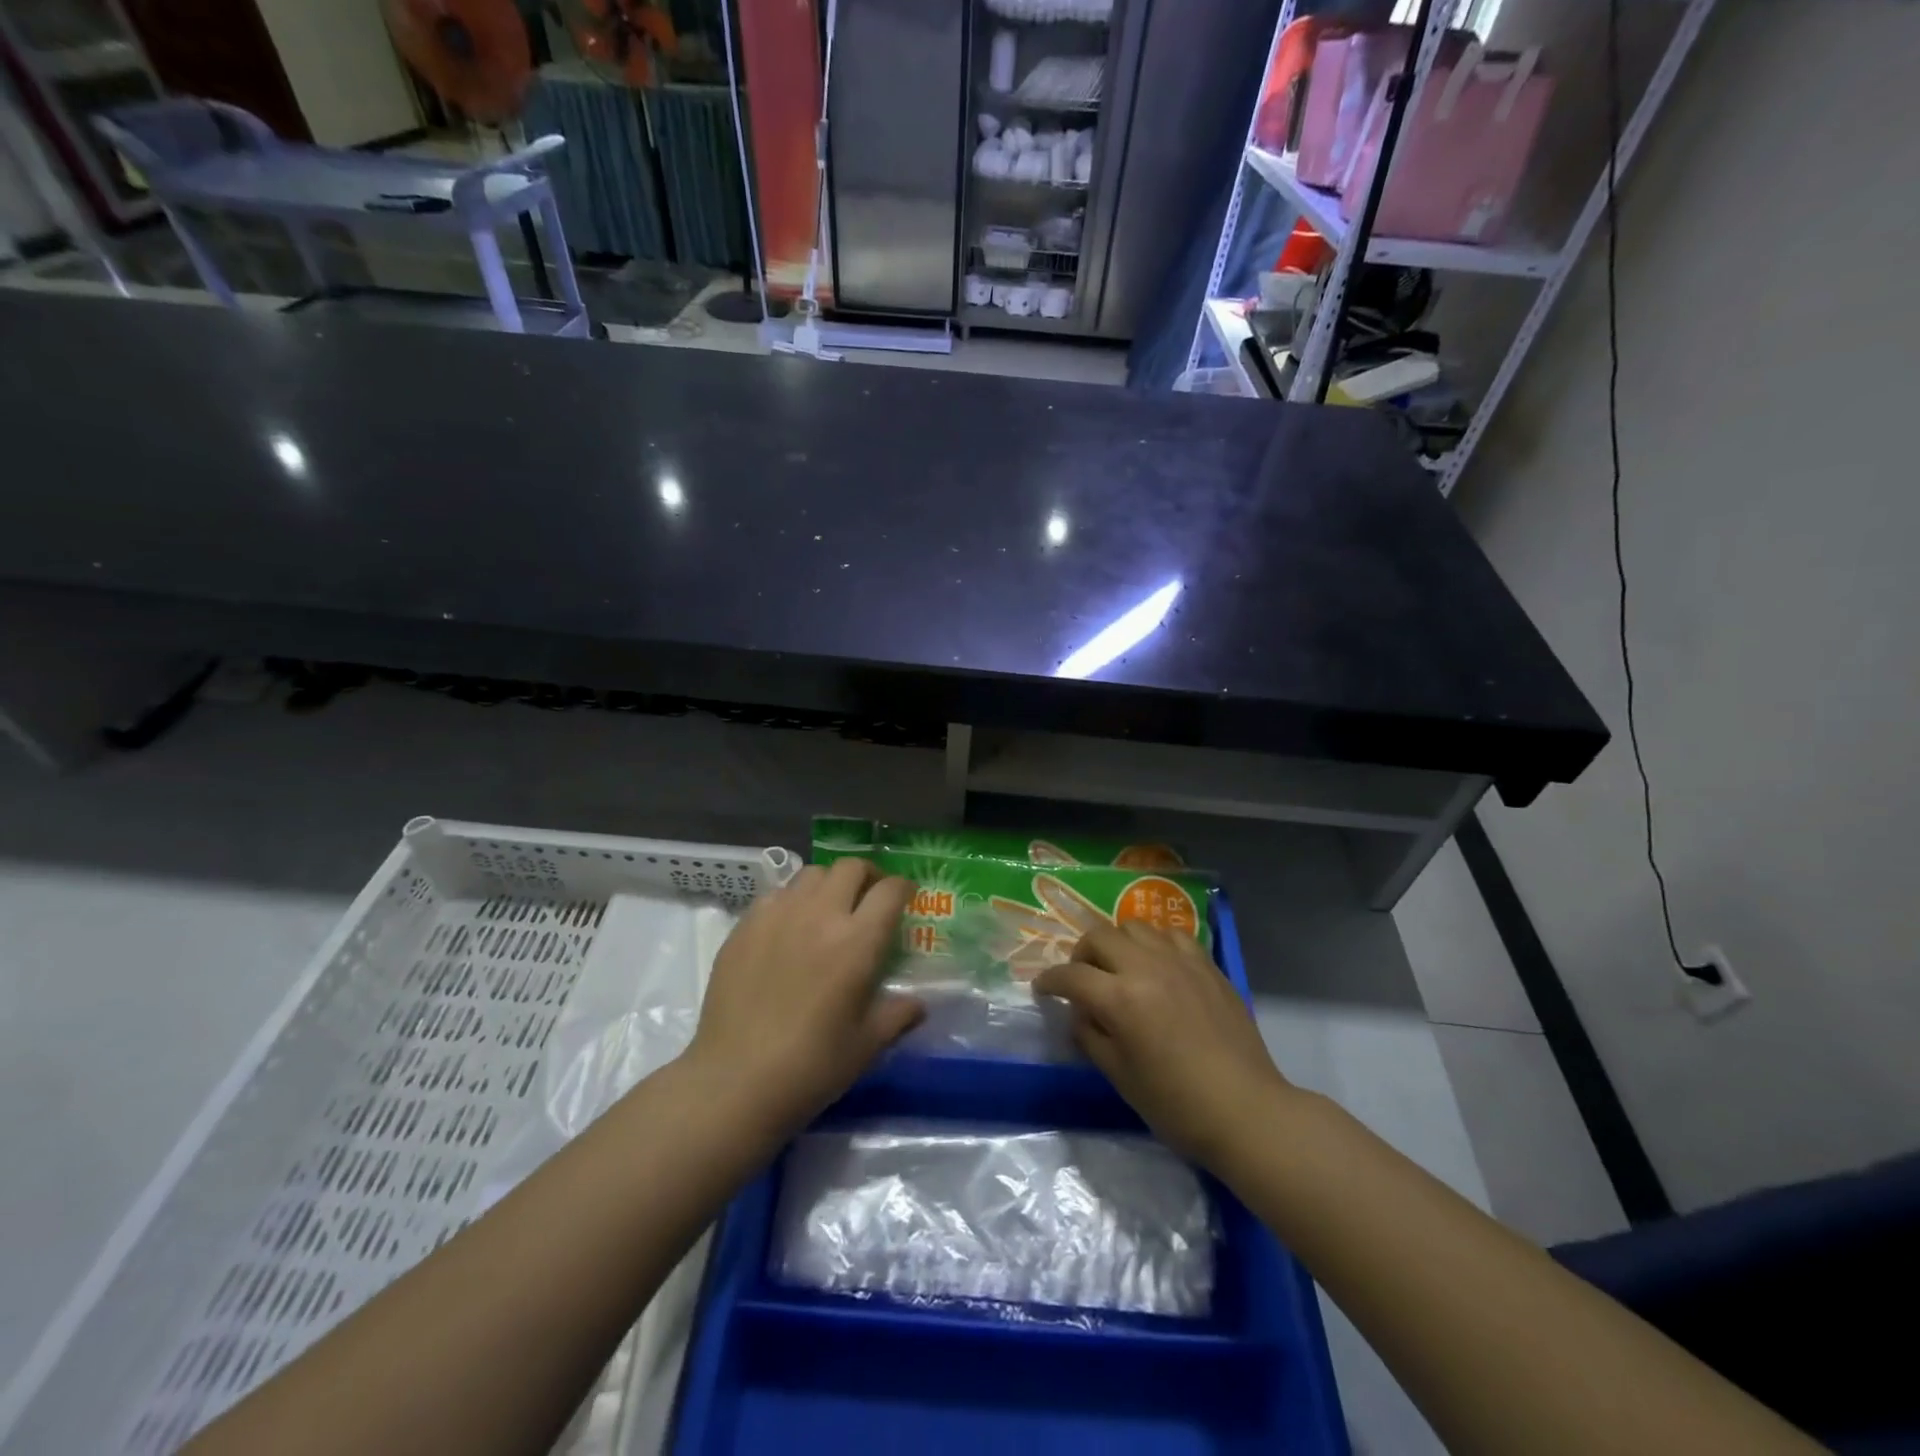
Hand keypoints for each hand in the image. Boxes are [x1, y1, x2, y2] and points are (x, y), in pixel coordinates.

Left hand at [686, 858, 923, 1139]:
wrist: (734, 1081)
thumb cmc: (811, 1067)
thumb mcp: (866, 1046)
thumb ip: (897, 1015)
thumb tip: (918, 1004)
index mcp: (857, 942)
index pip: (889, 891)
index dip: (904, 888)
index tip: (906, 896)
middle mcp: (820, 915)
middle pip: (850, 868)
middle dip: (868, 876)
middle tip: (870, 897)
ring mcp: (778, 915)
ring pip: (812, 874)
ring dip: (829, 884)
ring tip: (829, 908)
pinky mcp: (745, 926)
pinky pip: (776, 894)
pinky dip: (792, 900)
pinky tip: (789, 928)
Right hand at [1033, 922, 1294, 1168]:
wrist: (1245, 1110)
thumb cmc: (1176, 1104)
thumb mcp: (1119, 1076)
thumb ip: (1090, 1036)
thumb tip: (1079, 1013)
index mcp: (1120, 999)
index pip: (1071, 975)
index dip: (1050, 981)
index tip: (1043, 989)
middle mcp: (1146, 968)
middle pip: (1098, 936)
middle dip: (1081, 954)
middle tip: (1082, 978)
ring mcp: (1180, 961)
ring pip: (1134, 926)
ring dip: (1118, 943)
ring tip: (1120, 967)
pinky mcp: (1207, 965)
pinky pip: (1172, 935)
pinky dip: (1155, 943)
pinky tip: (1158, 965)